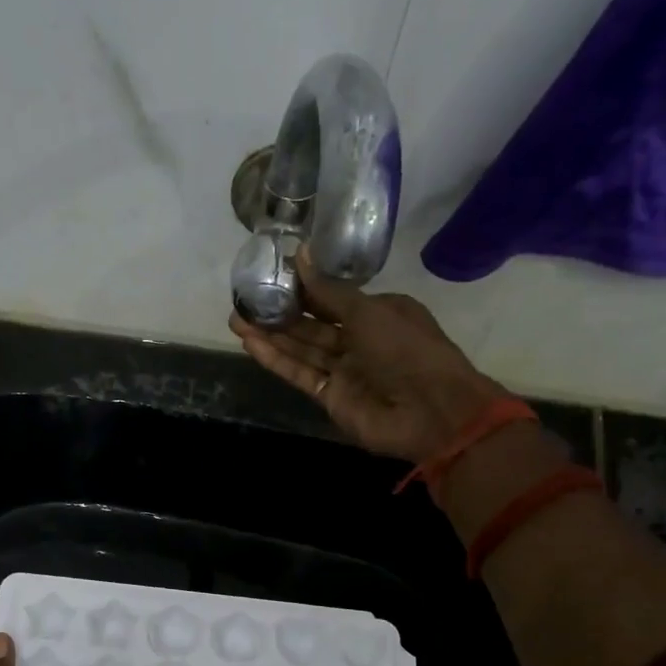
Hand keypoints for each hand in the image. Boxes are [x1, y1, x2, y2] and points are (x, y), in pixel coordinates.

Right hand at [228, 250, 499, 463]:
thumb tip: (299, 255)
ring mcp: (343, 371)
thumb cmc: (407, 349)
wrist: (430, 410)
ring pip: (301, 350)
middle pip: (311, 325)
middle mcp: (358, 340)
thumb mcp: (369, 311)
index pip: (331, 298)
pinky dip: (276, 360)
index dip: (302, 288)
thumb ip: (328, 290)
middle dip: (278, 312)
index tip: (271, 274)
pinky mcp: (329, 398)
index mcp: (377, 312)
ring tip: (236, 319)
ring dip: (270, 335)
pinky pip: (299, 374)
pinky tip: (250, 344)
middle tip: (244, 299)